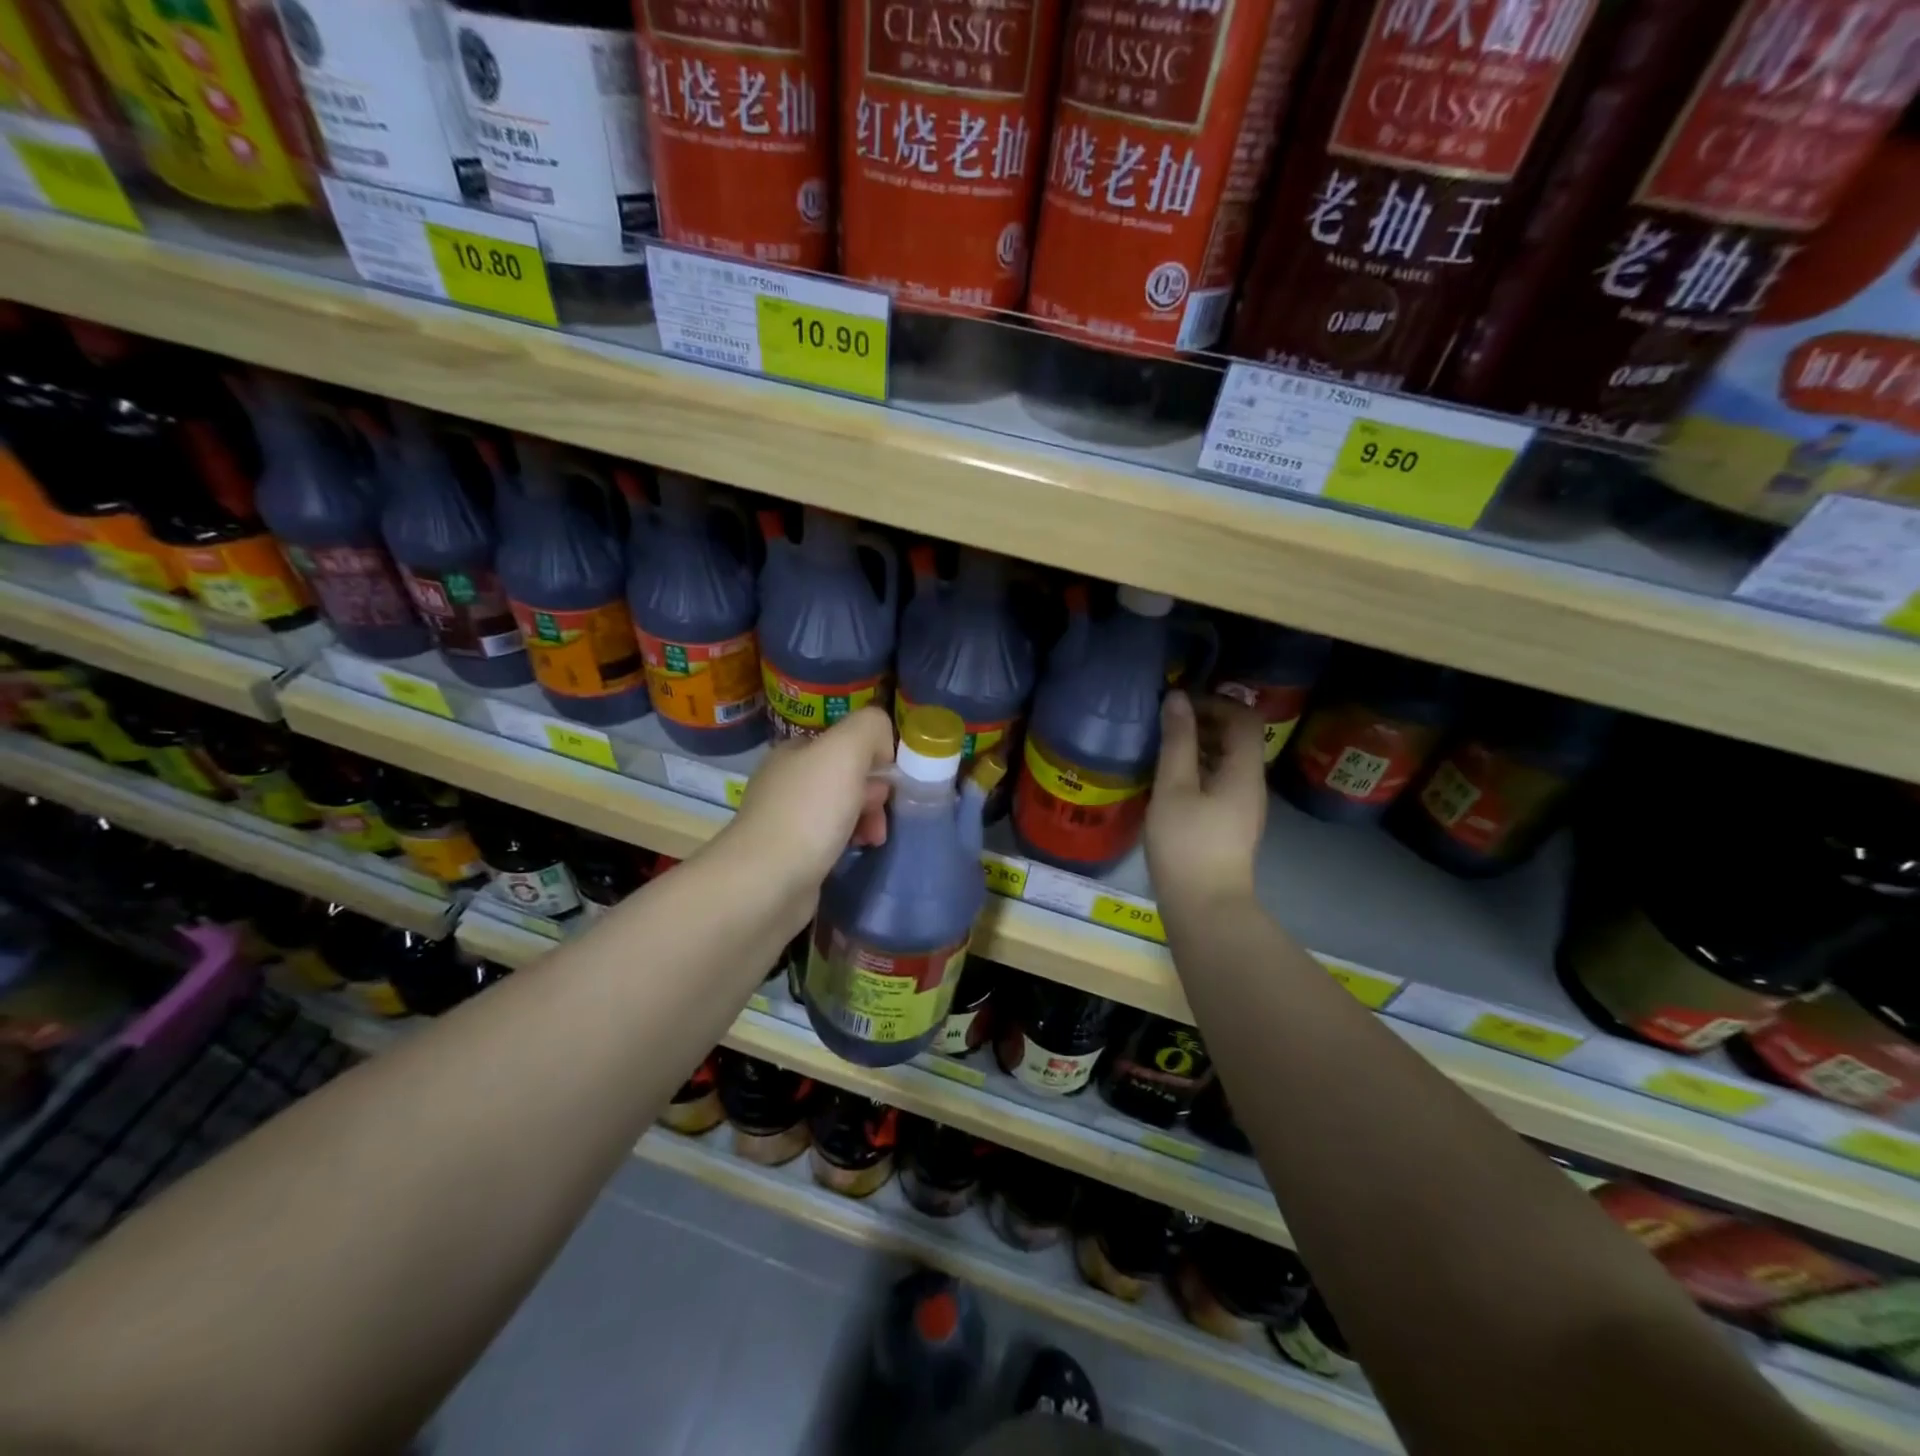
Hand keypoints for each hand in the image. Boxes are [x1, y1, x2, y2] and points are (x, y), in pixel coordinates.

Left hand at [724, 707, 893, 894]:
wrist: (766, 882)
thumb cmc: (809, 811)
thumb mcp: (845, 750)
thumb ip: (870, 728)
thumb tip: (882, 746)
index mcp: (795, 751)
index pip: (845, 743)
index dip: (874, 759)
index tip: (888, 784)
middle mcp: (786, 781)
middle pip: (846, 778)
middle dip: (873, 795)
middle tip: (880, 817)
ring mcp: (785, 820)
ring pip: (840, 810)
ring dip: (866, 821)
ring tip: (874, 840)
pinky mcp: (789, 856)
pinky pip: (829, 840)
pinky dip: (848, 844)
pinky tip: (855, 854)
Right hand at [1145, 690, 1266, 913]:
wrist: (1205, 907)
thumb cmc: (1187, 844)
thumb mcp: (1174, 788)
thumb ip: (1177, 741)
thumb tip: (1177, 699)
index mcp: (1244, 771)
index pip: (1244, 717)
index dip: (1214, 703)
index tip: (1178, 706)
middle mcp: (1251, 785)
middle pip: (1238, 738)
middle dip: (1205, 722)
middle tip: (1166, 724)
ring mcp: (1243, 807)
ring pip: (1227, 761)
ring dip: (1199, 746)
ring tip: (1162, 748)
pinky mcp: (1230, 824)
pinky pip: (1219, 782)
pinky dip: (1198, 769)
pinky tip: (1169, 780)